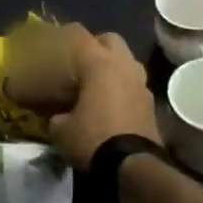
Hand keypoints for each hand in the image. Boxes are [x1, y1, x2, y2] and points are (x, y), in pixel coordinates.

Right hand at [44, 25, 160, 170]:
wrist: (134, 168)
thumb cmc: (94, 139)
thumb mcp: (61, 129)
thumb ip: (55, 115)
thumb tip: (55, 117)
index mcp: (99, 63)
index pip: (78, 35)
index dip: (63, 34)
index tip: (52, 39)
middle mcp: (123, 66)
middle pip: (110, 40)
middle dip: (95, 45)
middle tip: (79, 61)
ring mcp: (141, 84)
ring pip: (126, 61)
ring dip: (112, 66)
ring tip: (95, 82)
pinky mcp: (150, 104)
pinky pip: (133, 84)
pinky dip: (121, 87)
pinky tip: (109, 102)